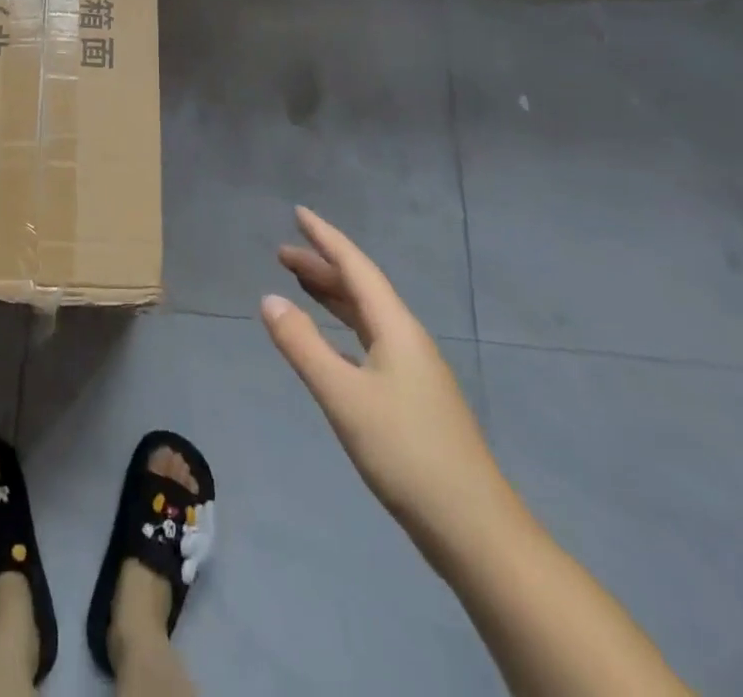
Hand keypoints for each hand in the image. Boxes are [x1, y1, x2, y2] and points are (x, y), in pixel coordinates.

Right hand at [261, 206, 517, 563]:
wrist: (474, 529)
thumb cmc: (406, 452)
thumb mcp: (343, 396)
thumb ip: (303, 346)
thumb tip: (268, 298)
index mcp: (396, 329)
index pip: (356, 267)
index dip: (326, 238)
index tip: (299, 213)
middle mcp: (407, 339)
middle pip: (360, 289)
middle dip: (322, 266)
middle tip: (282, 254)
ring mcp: (412, 370)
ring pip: (365, 317)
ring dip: (332, 296)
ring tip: (298, 284)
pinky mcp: (411, 398)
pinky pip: (368, 343)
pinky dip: (341, 330)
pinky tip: (328, 343)